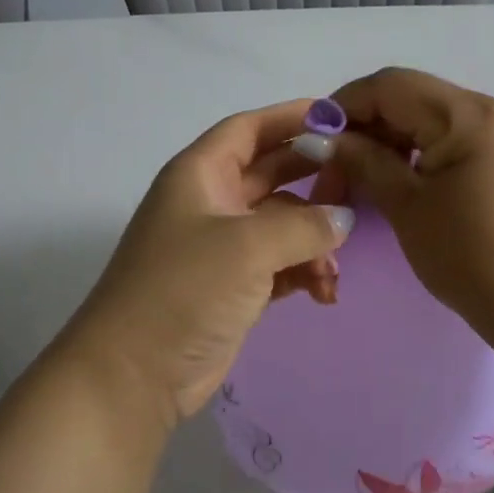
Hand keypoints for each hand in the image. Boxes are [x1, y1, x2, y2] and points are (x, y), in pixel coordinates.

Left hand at [61, 99, 355, 429]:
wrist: (133, 375)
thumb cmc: (183, 290)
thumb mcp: (247, 246)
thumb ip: (303, 225)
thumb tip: (343, 218)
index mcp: (200, 175)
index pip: (250, 129)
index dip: (293, 117)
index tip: (341, 118)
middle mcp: (210, 203)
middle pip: (272, 173)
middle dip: (314, 179)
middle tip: (360, 186)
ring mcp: (221, 247)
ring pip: (282, 224)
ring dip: (313, 240)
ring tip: (334, 270)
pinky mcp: (233, 287)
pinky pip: (280, 265)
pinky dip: (303, 272)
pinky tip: (324, 293)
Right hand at [307, 68, 493, 336]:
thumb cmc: (468, 255)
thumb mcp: (406, 205)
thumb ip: (363, 161)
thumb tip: (323, 138)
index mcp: (467, 115)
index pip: (391, 86)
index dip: (344, 105)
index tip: (312, 138)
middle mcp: (489, 110)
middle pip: (409, 97)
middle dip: (364, 125)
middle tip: (333, 166)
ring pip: (427, 117)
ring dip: (388, 139)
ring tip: (359, 175)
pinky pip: (448, 137)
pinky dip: (416, 151)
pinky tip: (394, 178)